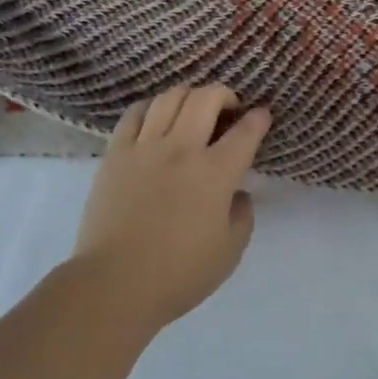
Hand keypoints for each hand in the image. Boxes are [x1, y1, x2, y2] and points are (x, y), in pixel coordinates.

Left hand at [74, 84, 271, 330]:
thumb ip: (242, 214)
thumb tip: (238, 193)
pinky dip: (152, 106)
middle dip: (224, 94)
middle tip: (228, 109)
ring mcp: (145, 148)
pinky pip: (135, 113)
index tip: (262, 115)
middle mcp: (182, 149)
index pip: (246, 131)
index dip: (259, 118)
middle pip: (206, 98)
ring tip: (193, 109)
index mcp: (216, 173)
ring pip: (170, 97)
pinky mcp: (116, 154)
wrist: (115, 284)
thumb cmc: (179, 273)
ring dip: (189, 95)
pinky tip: (157, 116)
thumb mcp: (230, 251)